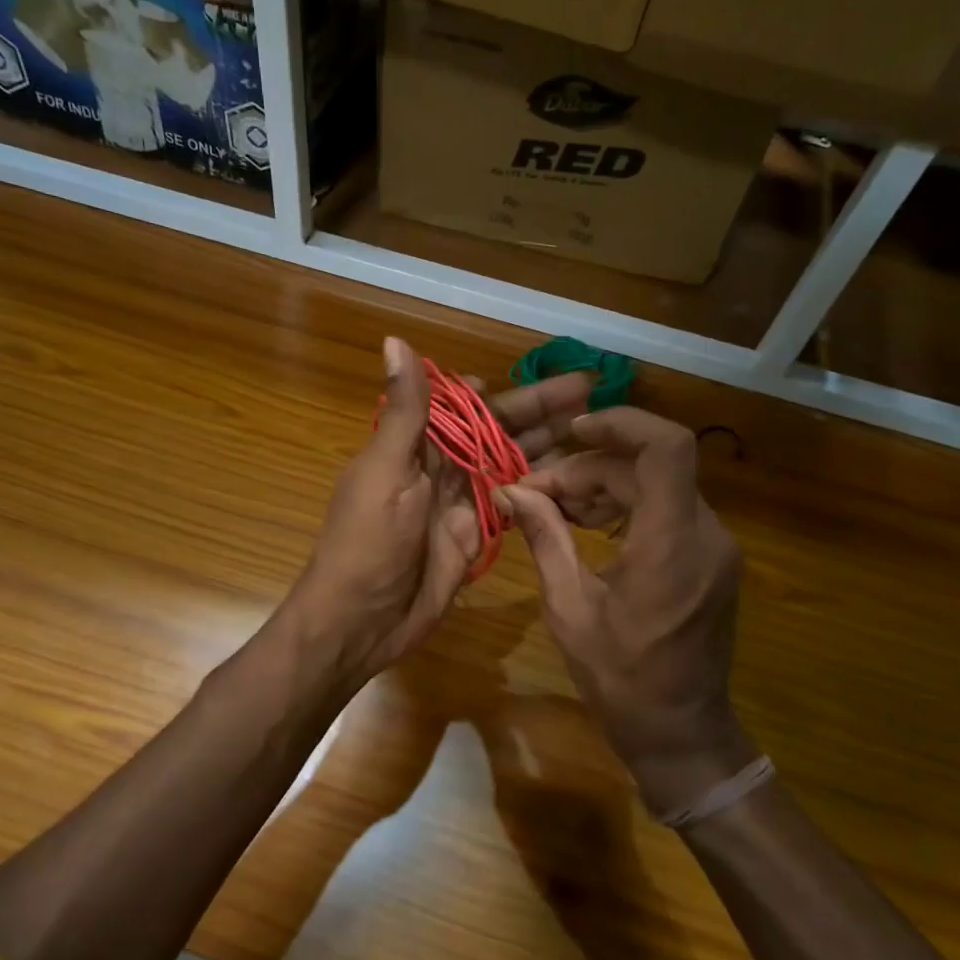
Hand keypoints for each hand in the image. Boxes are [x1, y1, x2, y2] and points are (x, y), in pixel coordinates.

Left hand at [282, 337, 591, 691]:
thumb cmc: (367, 541)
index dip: (505, 387)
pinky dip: (542, 489)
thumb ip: (405, 411)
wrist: (362, 620)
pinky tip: (577, 476)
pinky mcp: (477, 534)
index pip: (467, 402)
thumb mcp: (385, 470)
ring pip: (512, 462)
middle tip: (592, 387)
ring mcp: (462, 501)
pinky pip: (515, 503)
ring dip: (548, 443)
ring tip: (597, 425)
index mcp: (416, 443)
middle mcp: (442, 466)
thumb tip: (395, 339)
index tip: (549, 370)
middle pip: (498, 428)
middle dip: (541, 409)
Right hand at [496, 408, 756, 815]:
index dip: (621, 424)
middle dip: (589, 469)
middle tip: (536, 492)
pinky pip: (667, 509)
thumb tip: (511, 492)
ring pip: (658, 484)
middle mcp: (705, 534)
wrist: (682, 732)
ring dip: (604, 484)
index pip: (666, 448)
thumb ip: (545, 539)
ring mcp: (714, 545)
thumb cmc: (621, 679)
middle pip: (648, 467)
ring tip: (554, 508)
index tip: (571, 430)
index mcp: (671, 545)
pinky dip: (626, 505)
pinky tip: (588, 525)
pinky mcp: (711, 557)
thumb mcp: (569, 609)